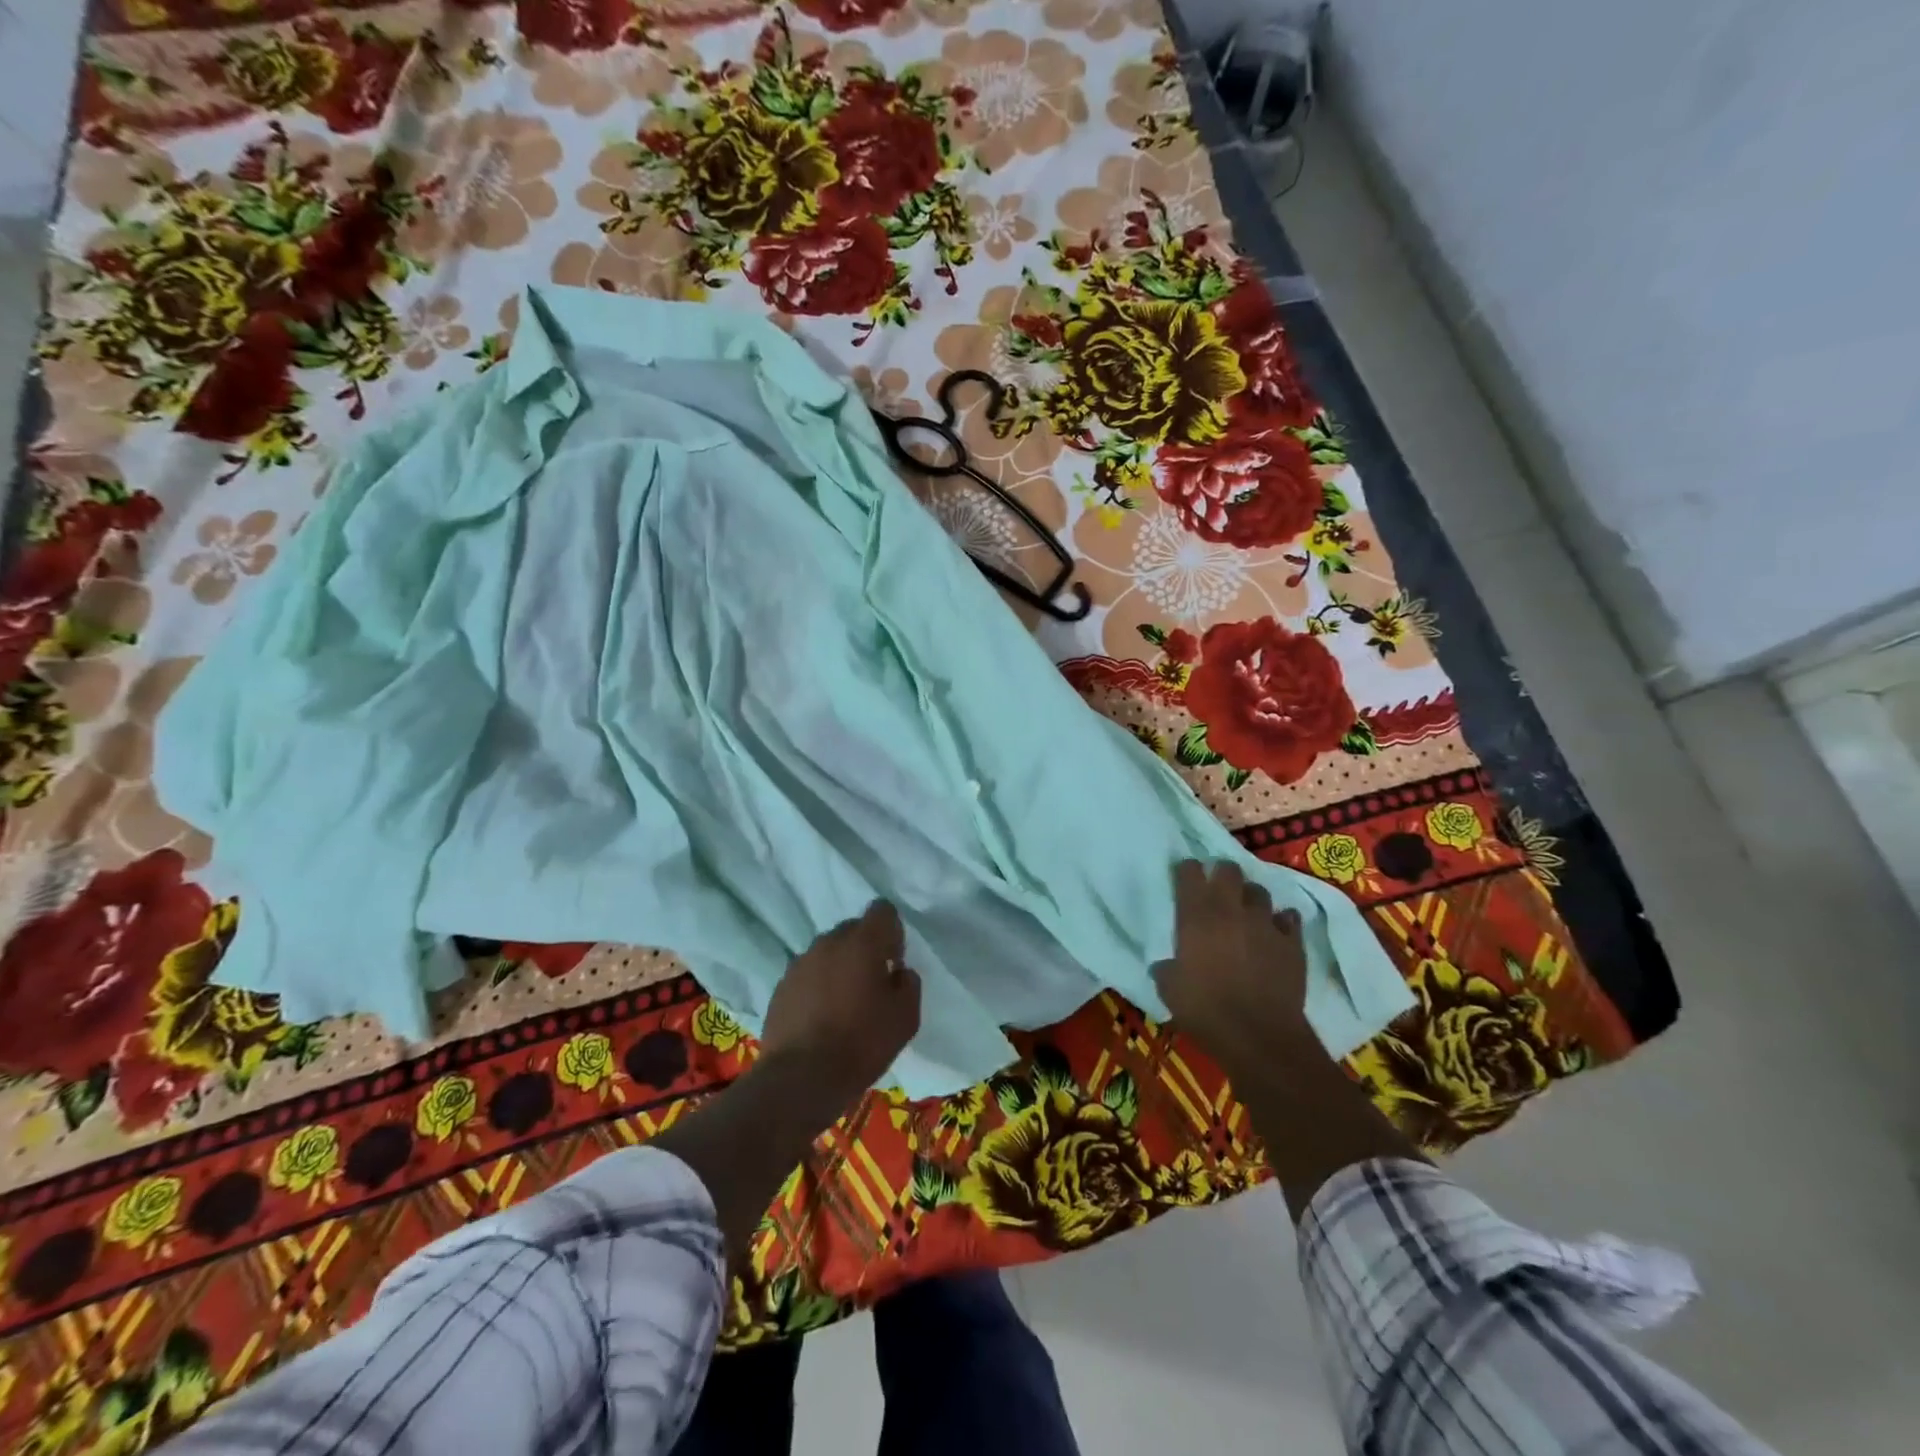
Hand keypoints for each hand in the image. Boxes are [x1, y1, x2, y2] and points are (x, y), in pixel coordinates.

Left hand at [761, 901, 921, 1110]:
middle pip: (853, 930)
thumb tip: (898, 972)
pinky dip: (817, 987)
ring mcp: (800, 963)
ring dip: (839, 968)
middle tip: (871, 986)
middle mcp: (828, 942)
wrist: (800, 1078)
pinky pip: (807, 975)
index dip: (891, 932)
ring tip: (843, 1006)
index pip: (882, 910)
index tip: (893, 962)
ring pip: (827, 952)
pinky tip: (820, 1019)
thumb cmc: (862, 1043)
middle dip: (865, 949)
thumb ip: (908, 983)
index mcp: (862, 942)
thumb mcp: (906, 1017)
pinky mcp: (781, 986)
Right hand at [1152, 860, 1310, 1078]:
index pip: (1189, 872)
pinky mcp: (1292, 943)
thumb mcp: (1169, 989)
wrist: (1259, 1036)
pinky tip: (1275, 933)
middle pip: (1229, 870)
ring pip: (1260, 892)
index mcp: (1196, 915)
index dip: (1187, 871)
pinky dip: (1281, 922)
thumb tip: (1166, 965)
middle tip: (1217, 888)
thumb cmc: (1205, 1010)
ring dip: (1251, 898)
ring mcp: (1265, 923)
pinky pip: (1289, 919)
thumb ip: (1167, 968)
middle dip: (1222, 873)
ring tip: (1247, 912)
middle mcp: (1231, 909)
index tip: (1184, 878)